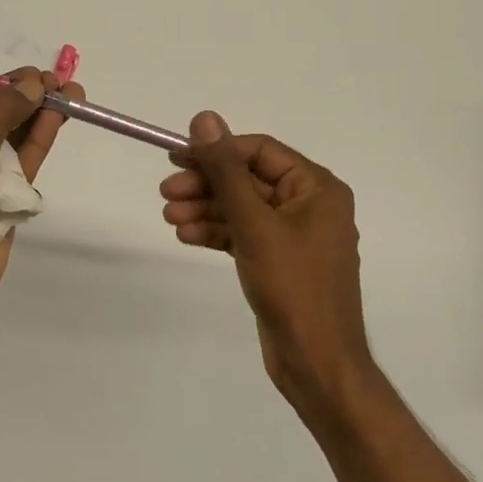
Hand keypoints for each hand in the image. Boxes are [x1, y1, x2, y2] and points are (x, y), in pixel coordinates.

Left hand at [0, 67, 84, 345]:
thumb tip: (32, 84)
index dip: (7, 89)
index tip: (39, 76)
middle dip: (30, 102)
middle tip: (65, 84)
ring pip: (15, 145)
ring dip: (41, 120)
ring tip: (74, 97)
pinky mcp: (4, 209)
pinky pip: (24, 172)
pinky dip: (39, 147)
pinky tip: (57, 124)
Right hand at [159, 112, 375, 415]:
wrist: (316, 362)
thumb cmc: (293, 287)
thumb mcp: (254, 224)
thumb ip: (226, 171)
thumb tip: (204, 119)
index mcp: (317, 188)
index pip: (259, 151)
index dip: (216, 150)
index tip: (175, 156)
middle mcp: (309, 205)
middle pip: (247, 180)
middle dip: (206, 185)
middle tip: (165, 193)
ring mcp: (293, 236)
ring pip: (242, 209)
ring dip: (206, 209)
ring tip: (168, 217)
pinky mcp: (278, 261)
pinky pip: (243, 234)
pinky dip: (216, 232)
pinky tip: (185, 235)